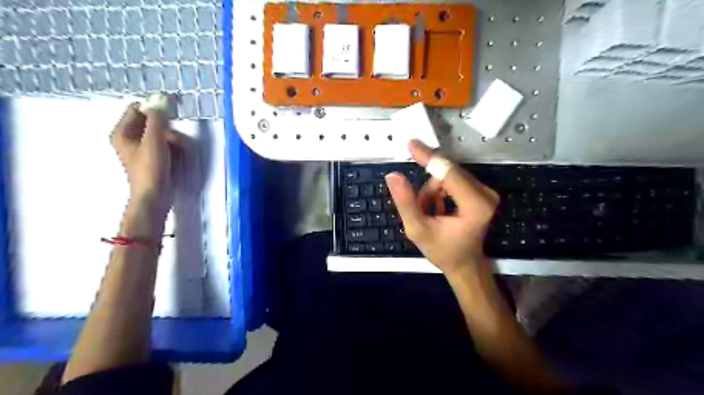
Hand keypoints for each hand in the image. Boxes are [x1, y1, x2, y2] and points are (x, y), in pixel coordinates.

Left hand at [110, 103, 179, 217]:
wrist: (154, 197)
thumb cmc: (150, 169)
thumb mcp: (154, 141)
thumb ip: (158, 119)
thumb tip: (161, 98)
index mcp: (122, 132)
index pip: (138, 109)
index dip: (155, 108)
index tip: (172, 112)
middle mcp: (130, 138)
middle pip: (152, 123)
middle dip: (168, 130)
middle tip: (173, 141)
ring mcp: (142, 149)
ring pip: (162, 135)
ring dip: (173, 141)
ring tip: (177, 153)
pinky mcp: (153, 159)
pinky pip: (166, 146)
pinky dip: (173, 150)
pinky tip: (177, 159)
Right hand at [384, 140, 499, 275]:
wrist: (464, 264)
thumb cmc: (443, 251)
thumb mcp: (418, 230)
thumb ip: (405, 202)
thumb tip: (393, 176)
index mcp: (475, 205)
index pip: (448, 173)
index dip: (428, 157)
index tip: (411, 144)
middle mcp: (485, 194)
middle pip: (447, 173)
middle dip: (427, 188)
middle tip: (420, 207)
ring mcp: (485, 191)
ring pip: (448, 176)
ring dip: (431, 191)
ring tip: (429, 214)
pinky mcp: (481, 191)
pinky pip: (452, 180)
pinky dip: (438, 192)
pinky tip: (437, 209)